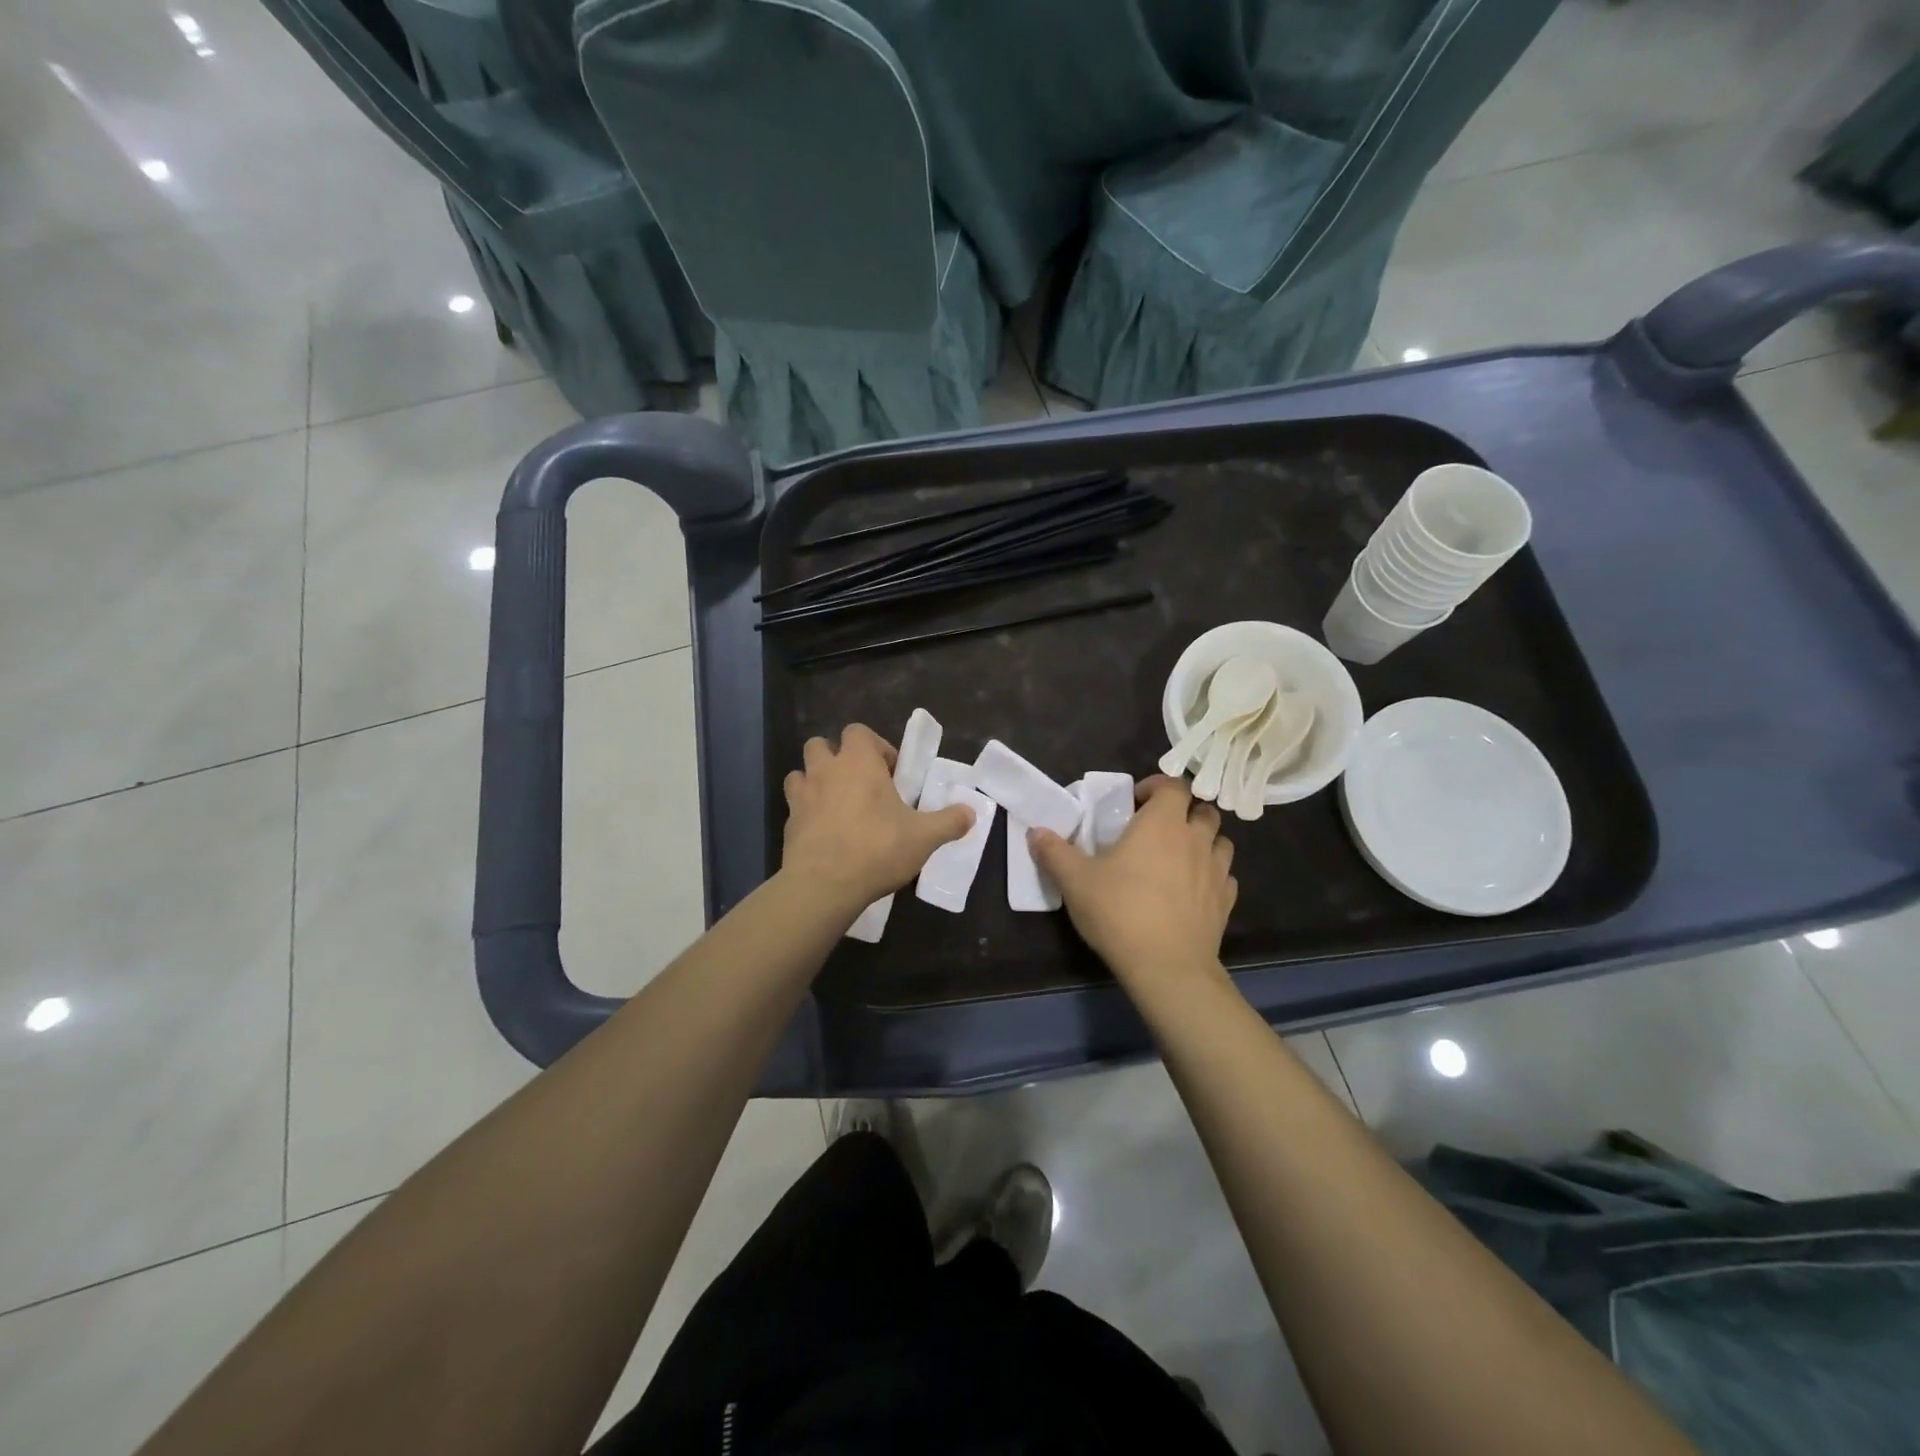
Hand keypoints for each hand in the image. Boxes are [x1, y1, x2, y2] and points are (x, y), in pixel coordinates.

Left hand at [781, 723, 973, 914]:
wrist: (824, 885)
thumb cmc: (877, 849)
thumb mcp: (924, 837)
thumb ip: (950, 822)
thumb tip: (971, 812)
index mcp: (858, 762)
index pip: (858, 732)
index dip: (875, 746)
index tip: (891, 773)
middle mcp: (825, 771)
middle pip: (820, 745)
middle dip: (837, 758)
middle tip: (860, 785)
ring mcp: (801, 796)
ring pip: (800, 773)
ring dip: (815, 782)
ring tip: (837, 806)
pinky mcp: (787, 824)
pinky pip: (795, 807)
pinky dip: (807, 813)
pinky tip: (825, 834)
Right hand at [1031, 776, 1235, 982]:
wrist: (1167, 967)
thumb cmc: (1120, 912)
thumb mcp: (1075, 881)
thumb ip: (1054, 852)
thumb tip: (1036, 832)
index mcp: (1162, 824)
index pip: (1174, 785)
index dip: (1157, 786)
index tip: (1136, 800)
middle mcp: (1195, 839)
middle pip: (1203, 810)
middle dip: (1184, 811)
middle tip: (1158, 828)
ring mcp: (1216, 871)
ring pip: (1220, 841)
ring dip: (1203, 841)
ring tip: (1179, 856)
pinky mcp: (1225, 902)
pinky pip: (1225, 876)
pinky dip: (1212, 875)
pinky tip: (1193, 889)